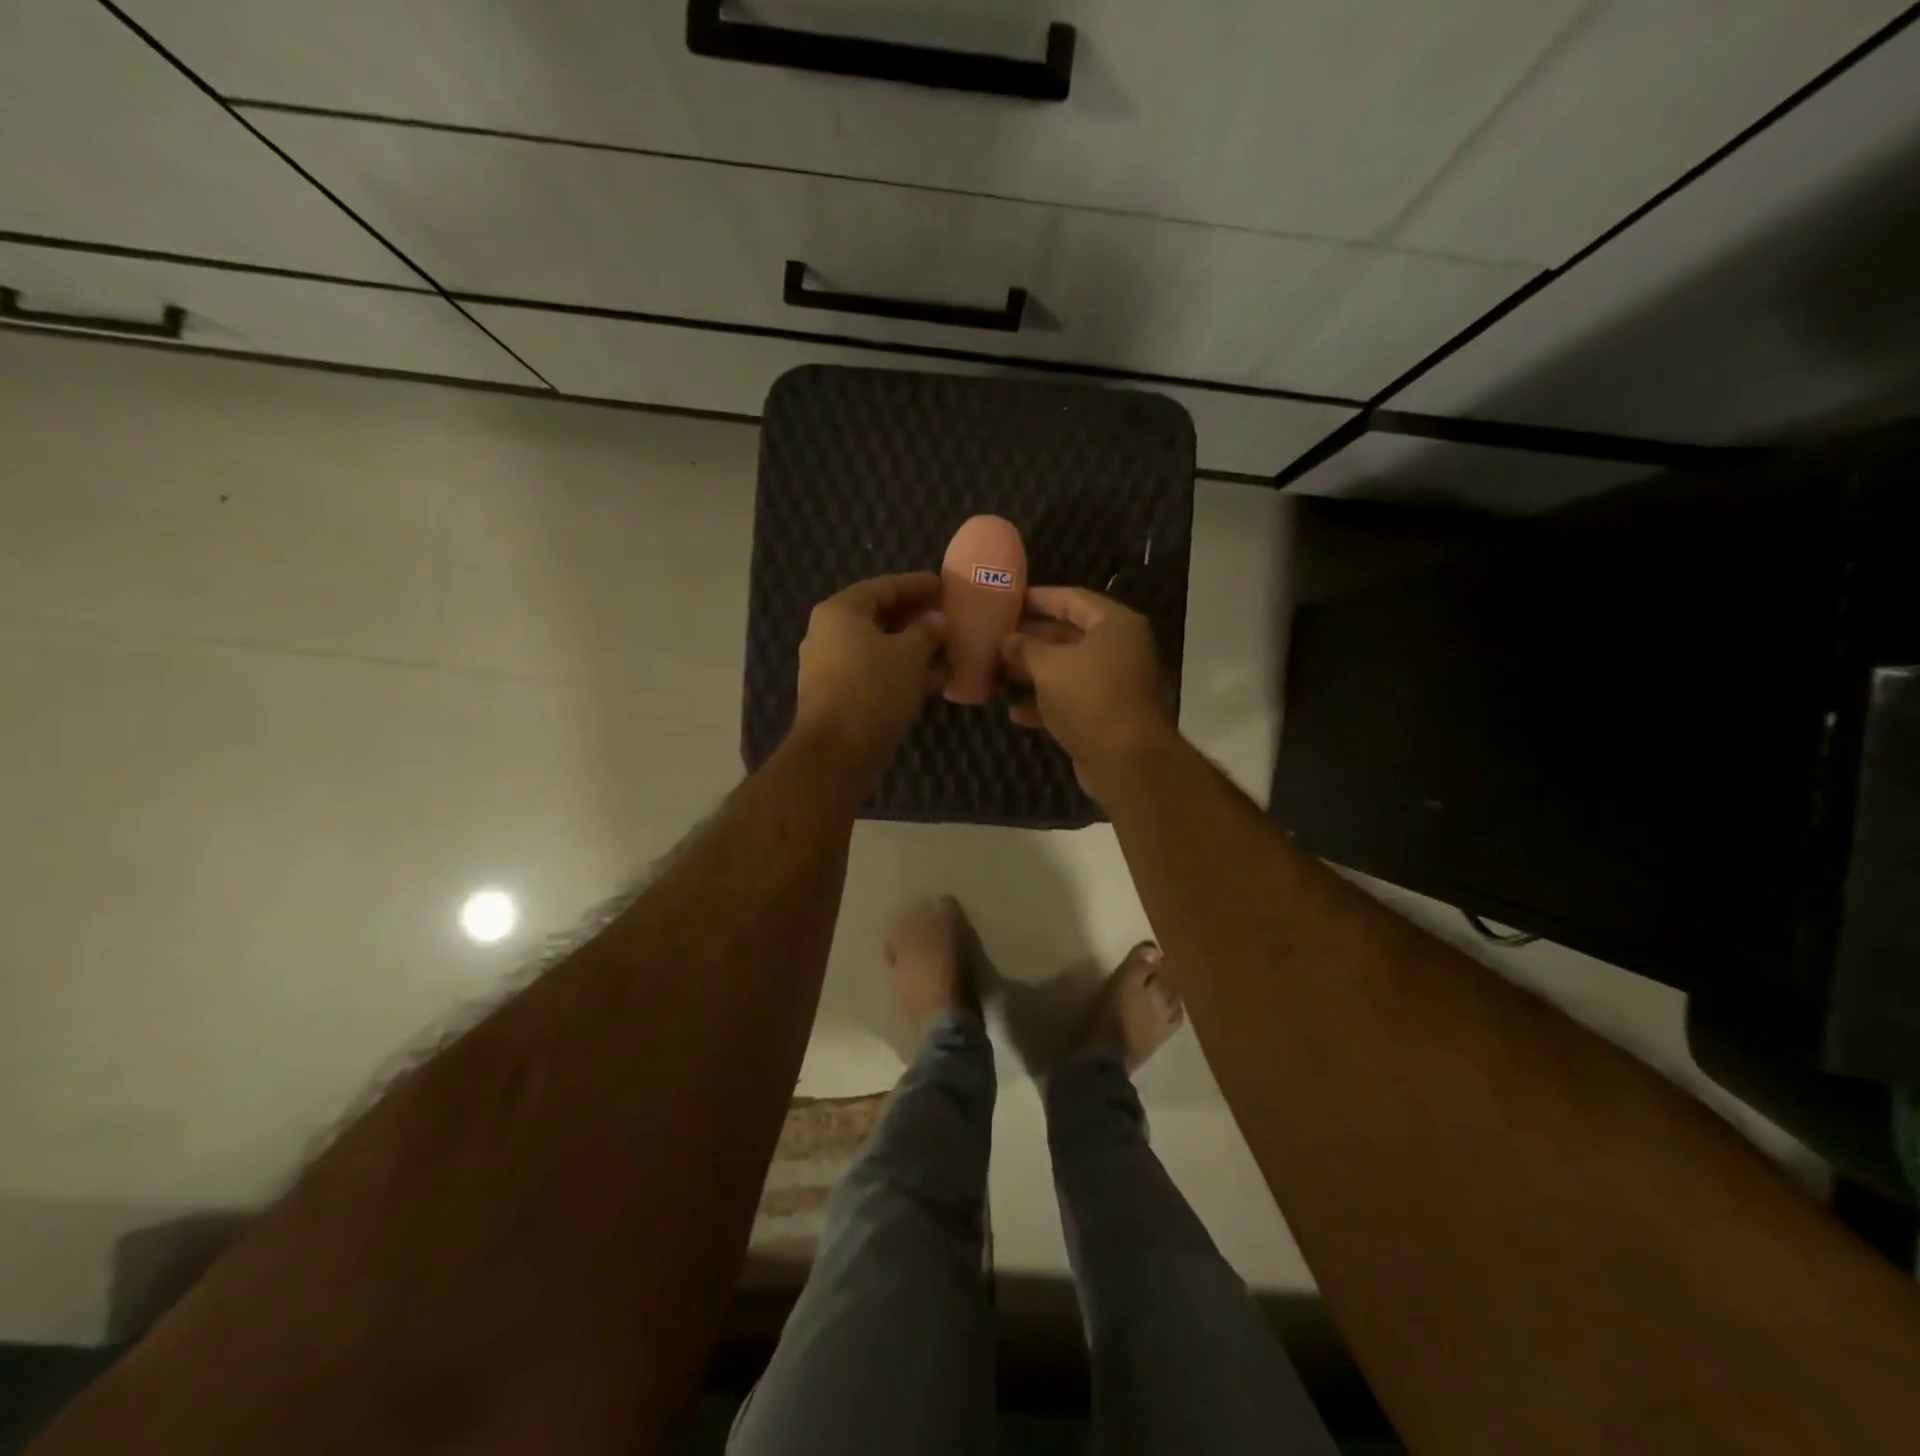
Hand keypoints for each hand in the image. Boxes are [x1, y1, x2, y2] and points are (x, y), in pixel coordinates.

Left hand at [794, 573, 946, 772]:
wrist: (837, 752)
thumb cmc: (874, 689)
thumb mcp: (910, 654)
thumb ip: (928, 630)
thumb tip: (938, 619)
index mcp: (840, 611)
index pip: (885, 586)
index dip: (918, 585)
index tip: (945, 586)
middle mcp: (828, 633)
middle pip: (879, 616)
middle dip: (916, 618)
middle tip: (949, 618)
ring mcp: (829, 666)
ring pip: (878, 647)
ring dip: (912, 648)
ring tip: (947, 649)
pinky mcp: (837, 695)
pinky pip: (874, 672)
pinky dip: (901, 672)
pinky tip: (932, 681)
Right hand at [999, 587, 1177, 796]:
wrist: (1126, 761)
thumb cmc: (1089, 699)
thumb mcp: (1049, 667)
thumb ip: (1024, 649)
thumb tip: (1006, 640)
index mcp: (1113, 625)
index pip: (1071, 599)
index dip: (1037, 598)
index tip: (1006, 600)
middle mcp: (1118, 648)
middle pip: (1067, 634)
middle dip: (1029, 639)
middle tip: (993, 639)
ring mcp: (1112, 683)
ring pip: (1065, 669)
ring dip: (1032, 673)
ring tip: (996, 673)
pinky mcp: (1104, 714)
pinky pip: (1069, 699)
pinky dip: (1044, 702)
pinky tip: (1014, 711)